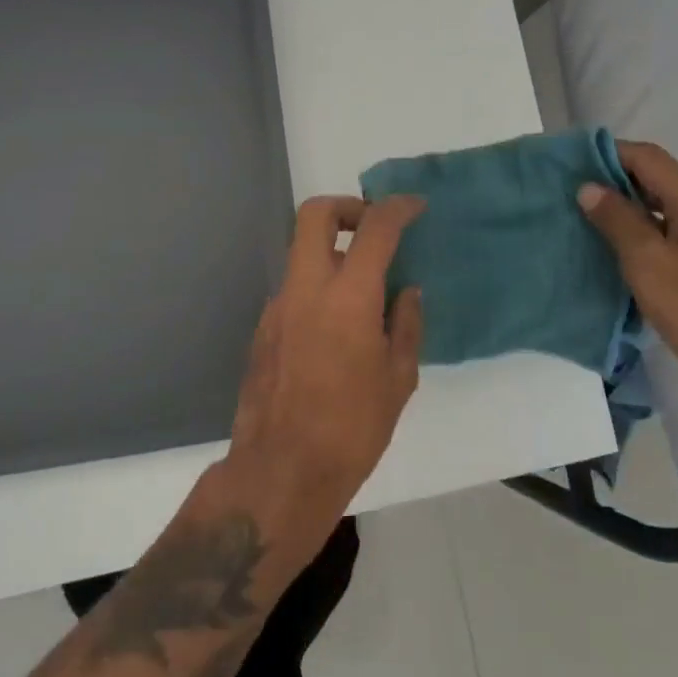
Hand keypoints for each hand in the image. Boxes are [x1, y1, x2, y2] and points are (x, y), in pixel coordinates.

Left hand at [222, 195, 426, 557]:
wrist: (281, 470)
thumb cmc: (352, 429)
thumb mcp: (398, 380)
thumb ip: (405, 325)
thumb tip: (407, 292)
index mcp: (348, 297)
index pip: (374, 229)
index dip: (397, 208)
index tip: (414, 206)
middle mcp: (306, 288)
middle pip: (315, 214)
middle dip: (346, 206)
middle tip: (372, 227)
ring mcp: (278, 305)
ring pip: (301, 251)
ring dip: (331, 250)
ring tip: (362, 286)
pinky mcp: (263, 327)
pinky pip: (294, 287)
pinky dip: (317, 285)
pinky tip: (336, 327)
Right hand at [578, 142, 677, 436]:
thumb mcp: (649, 265)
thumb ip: (618, 221)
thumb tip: (591, 187)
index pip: (652, 158)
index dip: (611, 153)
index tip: (573, 163)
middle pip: (666, 180)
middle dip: (621, 182)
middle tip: (579, 196)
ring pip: (677, 208)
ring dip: (638, 209)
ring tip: (598, 224)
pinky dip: (657, 232)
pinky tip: (635, 255)